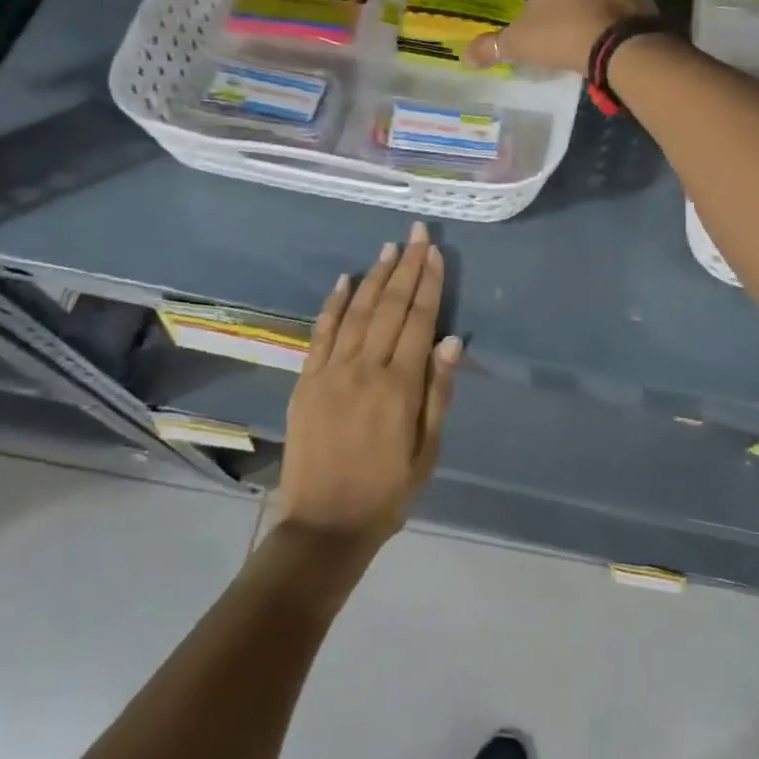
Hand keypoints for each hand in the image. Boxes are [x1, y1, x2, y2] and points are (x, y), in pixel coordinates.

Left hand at [278, 223, 460, 557]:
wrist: (324, 525)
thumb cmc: (387, 491)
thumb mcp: (427, 450)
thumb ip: (438, 392)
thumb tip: (451, 340)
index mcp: (400, 386)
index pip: (419, 320)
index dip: (428, 284)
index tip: (435, 253)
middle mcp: (366, 368)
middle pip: (390, 306)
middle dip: (406, 267)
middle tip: (416, 234)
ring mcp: (331, 372)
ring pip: (358, 312)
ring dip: (375, 277)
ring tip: (389, 248)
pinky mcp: (306, 380)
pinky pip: (321, 333)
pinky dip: (333, 304)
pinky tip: (344, 280)